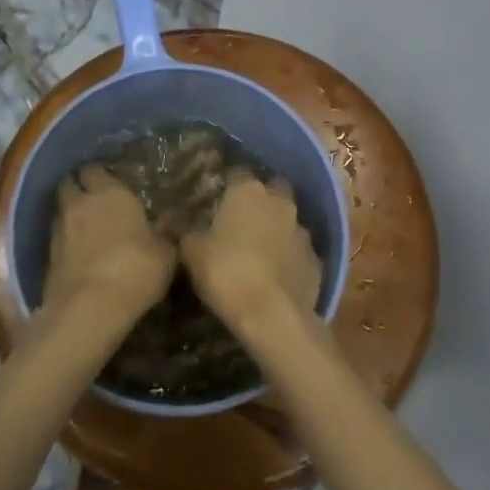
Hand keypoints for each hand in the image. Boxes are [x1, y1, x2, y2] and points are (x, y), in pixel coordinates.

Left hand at [45, 165, 175, 319]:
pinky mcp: (46, 258)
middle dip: (78, 190)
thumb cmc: (135, 269)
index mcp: (109, 192)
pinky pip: (57, 241)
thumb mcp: (165, 253)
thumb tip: (168, 224)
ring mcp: (59, 230)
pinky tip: (80, 256)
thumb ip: (165, 234)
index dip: (99, 176)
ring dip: (70, 217)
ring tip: (87, 230)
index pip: (95, 170)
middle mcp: (80, 204)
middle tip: (94, 201)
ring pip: (60, 213)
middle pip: (69, 185)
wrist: (89, 309)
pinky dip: (66, 244)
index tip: (110, 183)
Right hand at [182, 170, 321, 330]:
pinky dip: (291, 260)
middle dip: (261, 202)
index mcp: (248, 191)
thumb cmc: (226, 272)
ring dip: (278, 231)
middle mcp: (280, 202)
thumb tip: (173, 219)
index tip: (218, 201)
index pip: (238, 174)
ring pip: (289, 222)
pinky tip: (277, 278)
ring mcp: (303, 231)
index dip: (228, 187)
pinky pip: (300, 253)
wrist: (271, 315)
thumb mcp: (192, 251)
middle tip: (242, 223)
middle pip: (272, 191)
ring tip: (260, 253)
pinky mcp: (316, 260)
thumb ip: (185, 230)